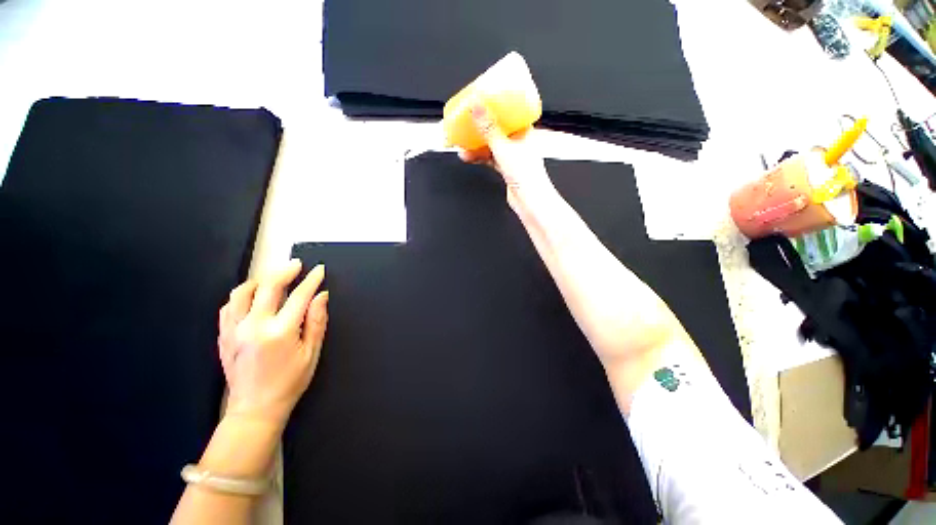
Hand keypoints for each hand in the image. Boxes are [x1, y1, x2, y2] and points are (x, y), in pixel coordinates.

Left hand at [218, 260, 328, 428]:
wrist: (255, 409)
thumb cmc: (289, 382)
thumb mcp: (311, 352)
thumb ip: (317, 321)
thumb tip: (321, 297)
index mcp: (280, 331)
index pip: (299, 296)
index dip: (311, 280)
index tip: (319, 270)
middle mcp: (254, 326)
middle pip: (269, 287)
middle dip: (285, 271)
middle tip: (297, 264)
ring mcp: (234, 330)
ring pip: (242, 292)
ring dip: (260, 280)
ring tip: (274, 278)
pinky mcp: (223, 336)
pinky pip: (228, 306)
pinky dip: (242, 296)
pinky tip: (252, 297)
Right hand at [458, 103, 552, 207]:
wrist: (529, 200)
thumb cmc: (527, 175)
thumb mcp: (504, 147)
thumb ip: (489, 128)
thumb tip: (478, 106)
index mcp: (524, 131)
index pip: (508, 113)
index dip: (493, 107)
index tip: (479, 103)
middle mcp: (518, 141)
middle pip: (496, 129)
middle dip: (480, 128)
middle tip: (466, 124)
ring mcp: (512, 156)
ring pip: (491, 145)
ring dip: (476, 145)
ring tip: (462, 144)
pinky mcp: (506, 168)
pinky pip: (489, 158)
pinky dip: (479, 157)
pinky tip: (469, 156)